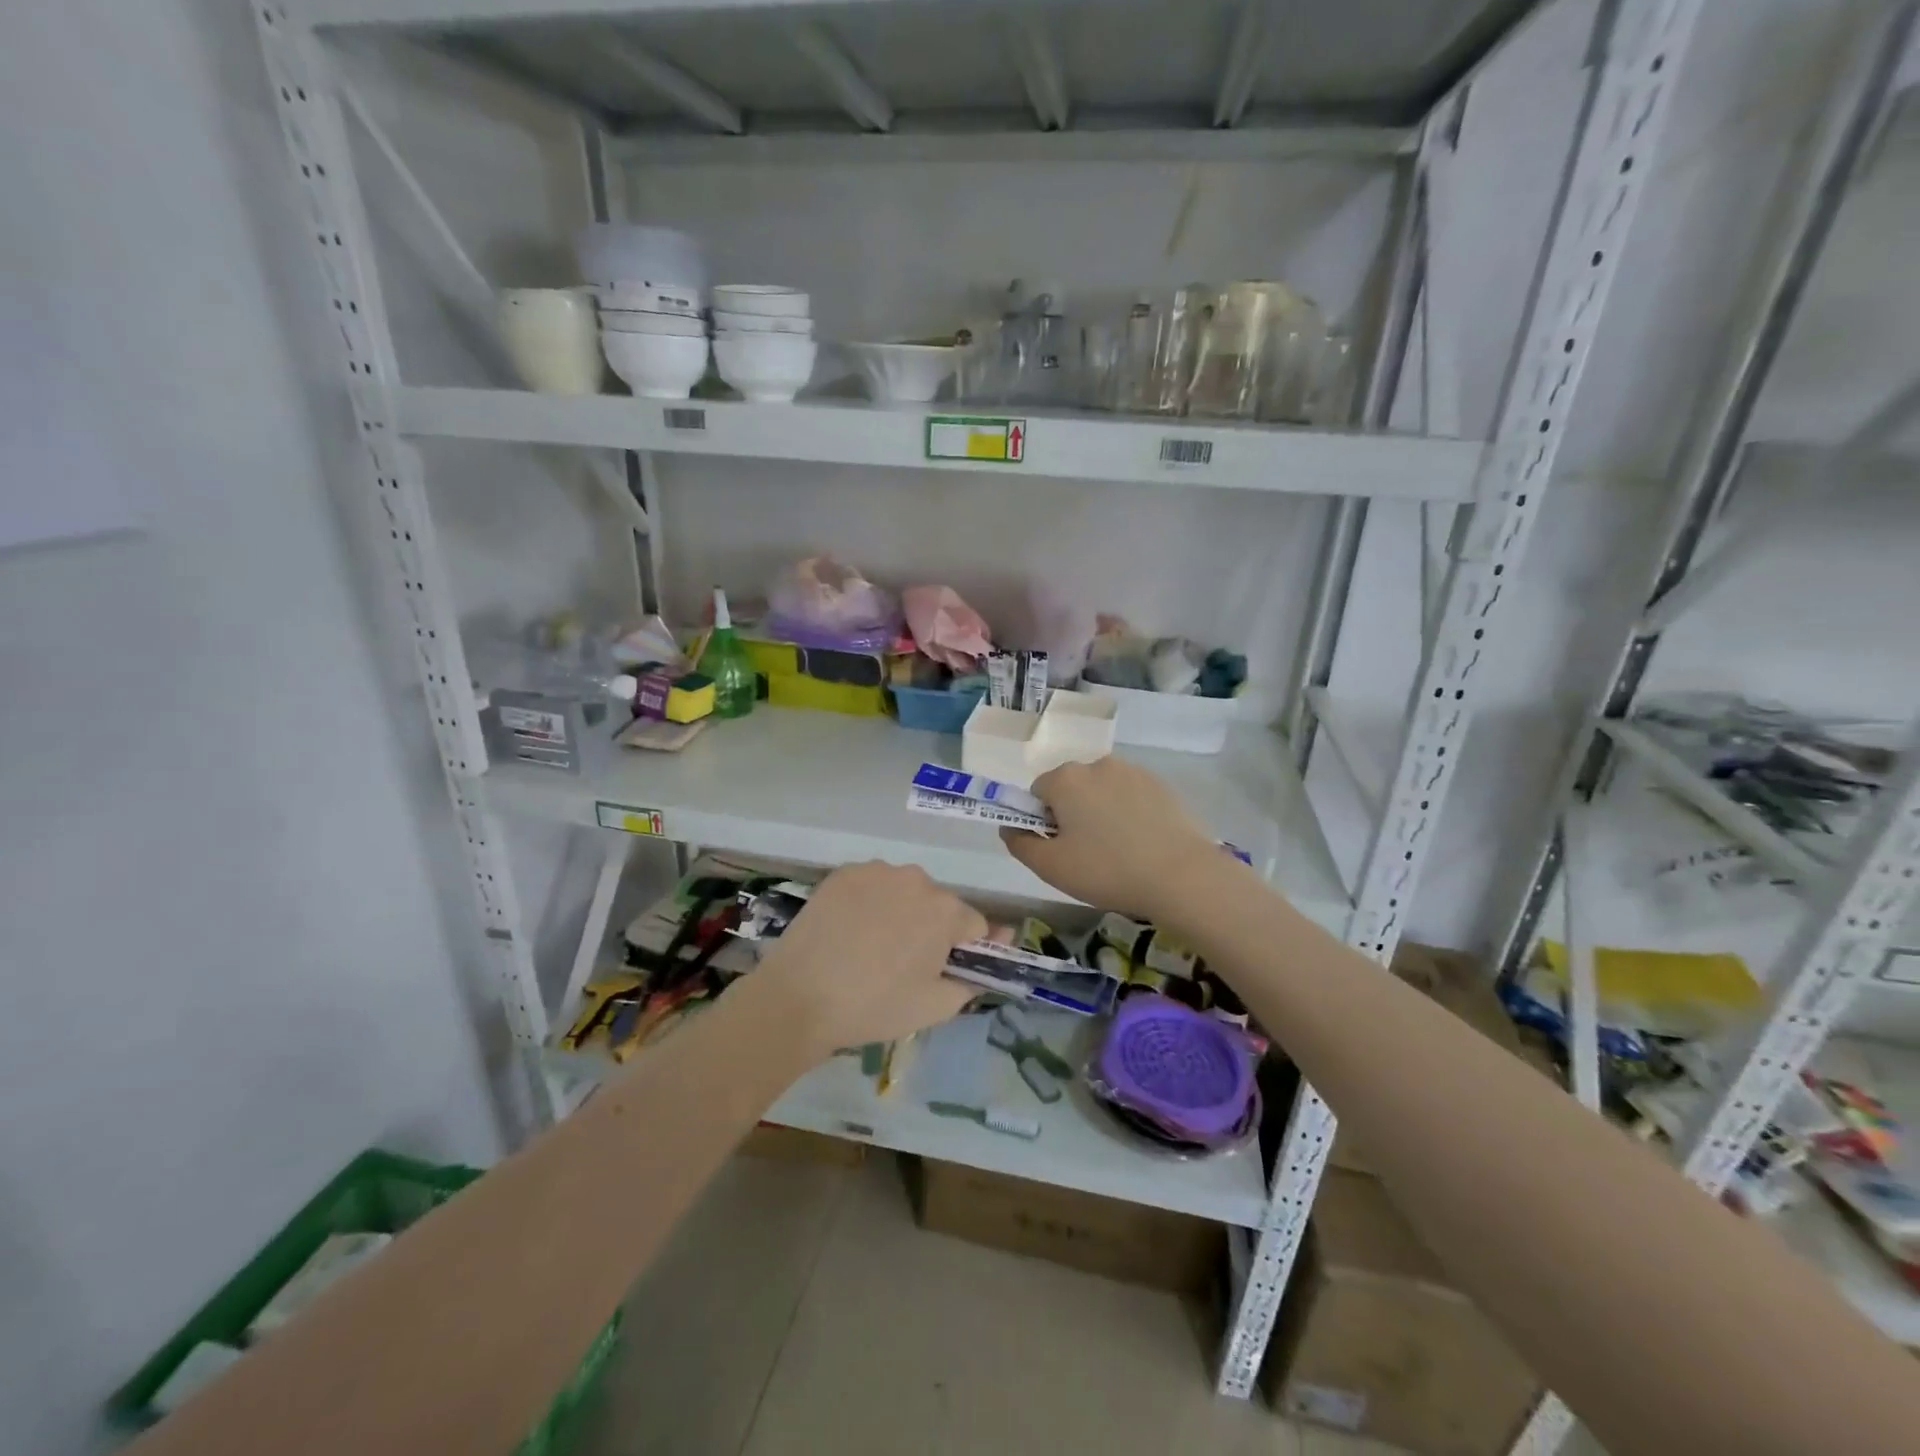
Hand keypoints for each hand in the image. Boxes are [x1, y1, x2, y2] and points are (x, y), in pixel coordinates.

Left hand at [751, 862, 986, 1055]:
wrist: (799, 997)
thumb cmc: (874, 1006)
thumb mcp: (936, 1007)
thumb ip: (973, 979)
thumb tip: (987, 956)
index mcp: (945, 910)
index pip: (974, 925)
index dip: (963, 950)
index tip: (942, 971)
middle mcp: (916, 879)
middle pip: (938, 904)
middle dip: (930, 928)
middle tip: (903, 964)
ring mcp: (877, 871)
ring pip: (904, 892)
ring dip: (900, 912)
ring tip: (871, 948)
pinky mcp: (843, 873)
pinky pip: (872, 886)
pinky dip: (868, 903)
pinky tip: (849, 931)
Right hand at [999, 758, 1235, 920]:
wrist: (1181, 875)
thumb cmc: (1107, 870)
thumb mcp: (1051, 867)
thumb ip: (1020, 843)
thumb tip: (1009, 827)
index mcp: (1065, 779)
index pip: (1038, 792)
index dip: (1043, 821)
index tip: (1060, 848)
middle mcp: (1097, 765)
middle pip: (1071, 787)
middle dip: (1072, 813)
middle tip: (1087, 853)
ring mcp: (1132, 771)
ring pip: (1102, 790)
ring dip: (1101, 812)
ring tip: (1118, 849)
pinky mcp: (1160, 784)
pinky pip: (1131, 795)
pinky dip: (1129, 813)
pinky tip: (1142, 843)